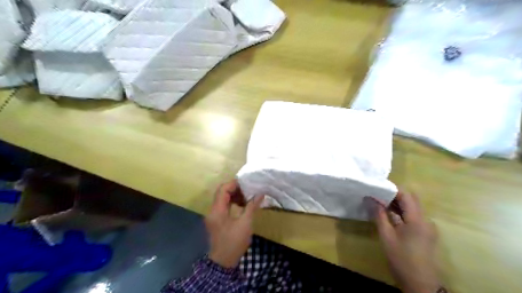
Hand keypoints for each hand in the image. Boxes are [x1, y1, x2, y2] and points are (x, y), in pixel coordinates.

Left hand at [203, 179, 262, 268]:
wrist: (223, 262)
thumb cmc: (234, 242)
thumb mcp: (245, 224)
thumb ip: (251, 206)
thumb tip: (260, 194)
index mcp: (217, 210)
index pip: (223, 189)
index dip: (234, 184)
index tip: (246, 183)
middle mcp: (212, 210)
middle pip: (221, 192)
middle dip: (234, 189)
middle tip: (248, 189)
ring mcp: (213, 215)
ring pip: (222, 199)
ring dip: (233, 195)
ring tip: (247, 197)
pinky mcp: (216, 220)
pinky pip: (223, 206)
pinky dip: (232, 202)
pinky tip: (242, 205)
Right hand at [371, 192, 439, 292]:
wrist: (420, 285)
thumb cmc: (401, 259)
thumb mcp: (386, 236)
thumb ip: (379, 215)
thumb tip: (371, 199)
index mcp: (417, 219)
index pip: (406, 195)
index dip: (391, 189)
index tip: (377, 188)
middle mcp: (426, 220)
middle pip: (411, 199)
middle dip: (394, 195)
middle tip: (377, 195)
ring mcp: (427, 227)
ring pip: (412, 208)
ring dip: (397, 204)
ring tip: (379, 204)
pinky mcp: (426, 233)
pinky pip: (413, 217)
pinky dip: (401, 213)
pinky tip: (389, 216)